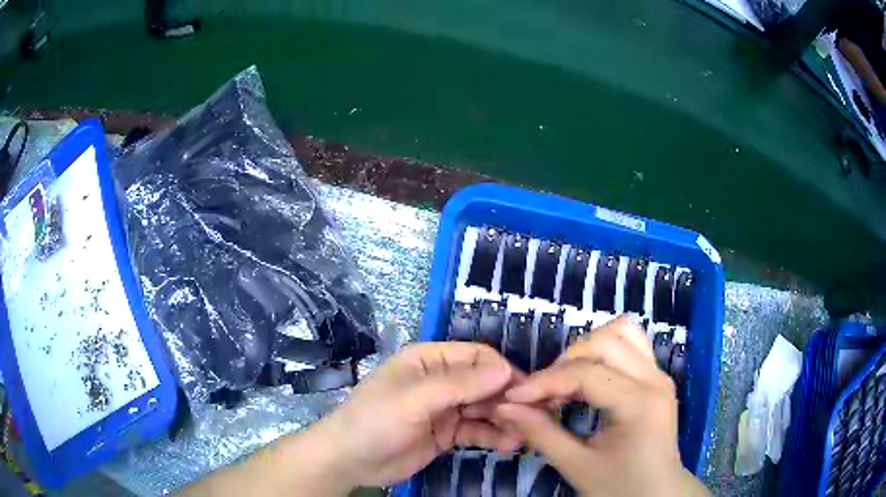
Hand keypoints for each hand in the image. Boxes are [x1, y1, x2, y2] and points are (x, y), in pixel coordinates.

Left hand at [311, 341, 523, 489]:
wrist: (349, 460)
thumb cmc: (375, 421)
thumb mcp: (414, 400)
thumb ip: (458, 385)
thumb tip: (505, 371)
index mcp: (429, 360)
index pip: (476, 356)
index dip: (502, 370)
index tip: (526, 391)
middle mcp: (441, 381)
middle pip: (485, 383)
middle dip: (509, 398)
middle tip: (535, 416)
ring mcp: (445, 409)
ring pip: (484, 408)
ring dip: (505, 419)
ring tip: (524, 435)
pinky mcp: (447, 433)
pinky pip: (477, 430)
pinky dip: (493, 436)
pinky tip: (509, 445)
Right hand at [495, 316, 708, 496]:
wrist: (657, 494)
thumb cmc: (620, 487)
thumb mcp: (577, 466)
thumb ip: (540, 433)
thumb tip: (503, 408)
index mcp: (640, 403)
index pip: (586, 375)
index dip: (544, 383)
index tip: (513, 398)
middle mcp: (655, 378)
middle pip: (605, 341)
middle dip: (565, 362)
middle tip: (542, 394)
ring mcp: (659, 373)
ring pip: (622, 331)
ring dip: (587, 349)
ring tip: (566, 380)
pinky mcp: (657, 376)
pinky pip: (631, 343)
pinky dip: (604, 350)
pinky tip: (589, 376)